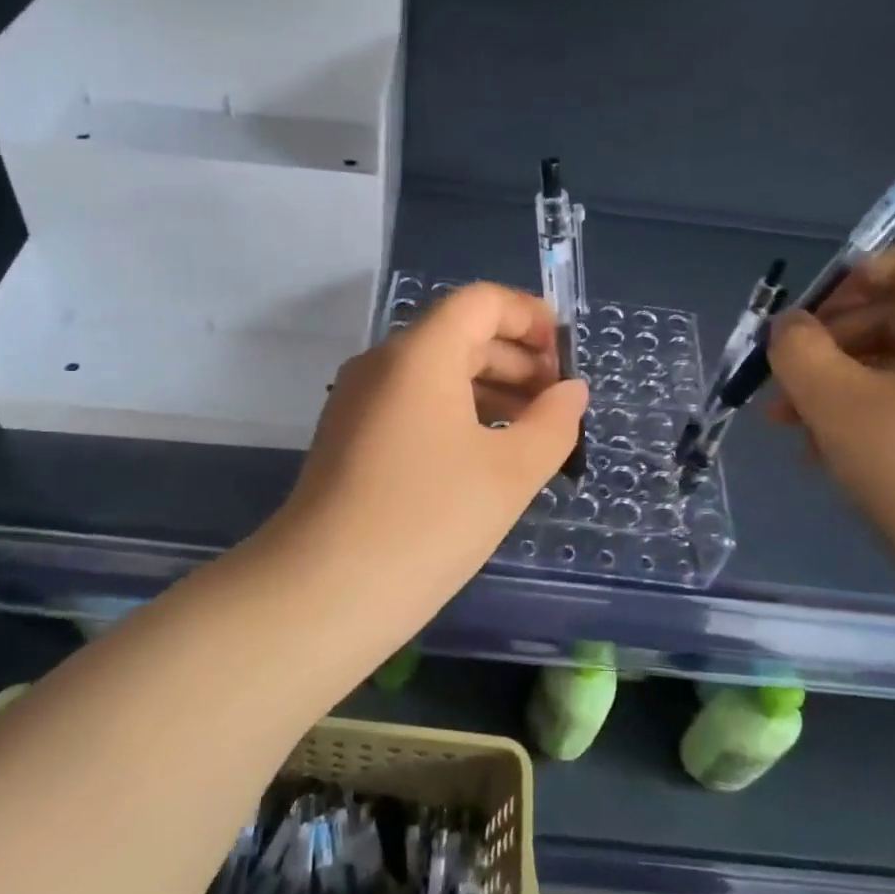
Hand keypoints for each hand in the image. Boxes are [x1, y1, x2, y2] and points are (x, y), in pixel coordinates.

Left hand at [271, 283, 587, 633]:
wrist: (323, 591)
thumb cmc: (429, 520)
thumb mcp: (510, 473)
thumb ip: (553, 423)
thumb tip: (571, 391)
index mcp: (420, 353)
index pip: (481, 302)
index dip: (529, 317)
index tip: (565, 358)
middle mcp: (383, 362)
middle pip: (459, 335)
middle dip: (516, 360)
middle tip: (557, 405)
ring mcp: (358, 400)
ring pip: (434, 372)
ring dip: (487, 389)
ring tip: (530, 433)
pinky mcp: (348, 436)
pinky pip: (411, 404)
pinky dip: (454, 413)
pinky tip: (482, 456)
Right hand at [767, 241, 894, 588]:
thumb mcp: (833, 401)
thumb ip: (797, 349)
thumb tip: (791, 328)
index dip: (851, 280)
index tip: (805, 326)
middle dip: (835, 348)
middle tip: (786, 392)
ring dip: (852, 387)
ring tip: (803, 433)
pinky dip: (890, 413)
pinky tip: (847, 457)